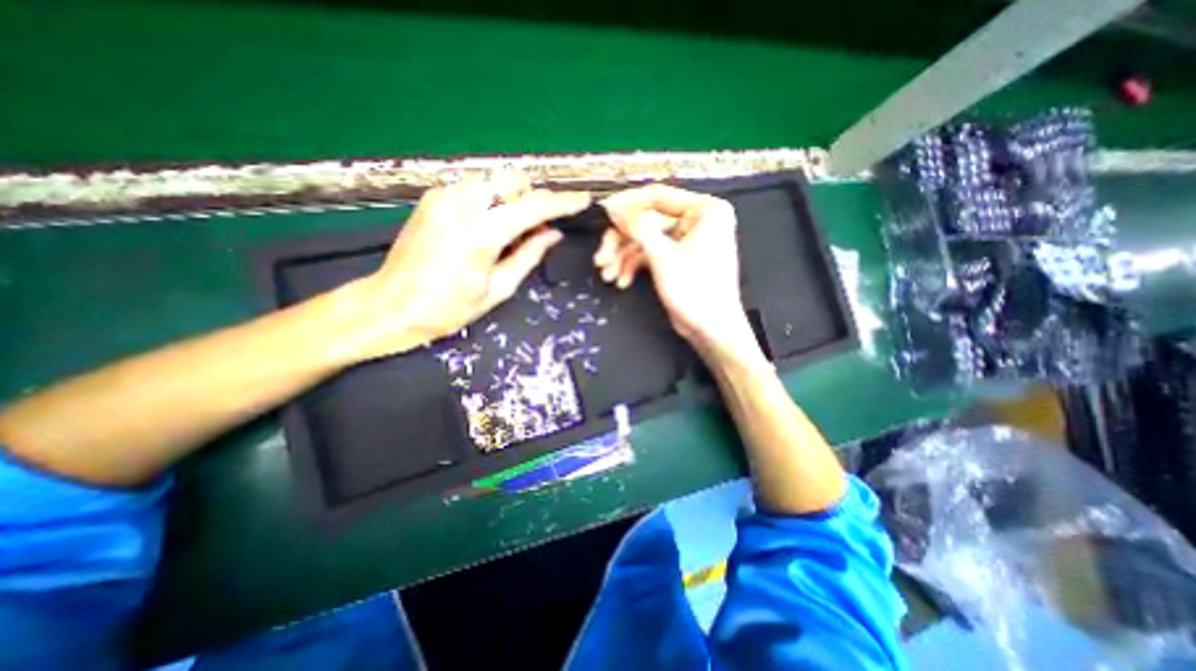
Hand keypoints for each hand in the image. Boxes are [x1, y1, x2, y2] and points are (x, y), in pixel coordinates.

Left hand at [350, 176, 591, 358]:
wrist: (391, 305)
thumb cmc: (447, 308)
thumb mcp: (497, 289)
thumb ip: (528, 256)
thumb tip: (552, 234)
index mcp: (480, 234)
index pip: (532, 207)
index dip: (562, 202)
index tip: (582, 200)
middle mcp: (461, 204)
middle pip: (513, 180)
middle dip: (532, 199)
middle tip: (535, 230)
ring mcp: (443, 196)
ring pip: (494, 181)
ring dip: (512, 200)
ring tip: (511, 233)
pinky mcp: (433, 197)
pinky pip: (476, 188)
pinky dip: (492, 202)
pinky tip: (489, 227)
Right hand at [597, 185, 754, 361]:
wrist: (711, 329)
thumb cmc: (694, 290)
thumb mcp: (662, 256)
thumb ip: (637, 227)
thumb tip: (612, 207)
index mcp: (704, 210)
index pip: (658, 196)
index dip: (628, 204)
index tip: (603, 212)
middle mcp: (696, 219)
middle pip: (648, 221)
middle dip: (622, 241)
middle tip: (601, 258)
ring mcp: (686, 240)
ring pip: (645, 239)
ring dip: (623, 257)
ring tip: (607, 275)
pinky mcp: (677, 258)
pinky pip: (651, 254)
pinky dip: (634, 266)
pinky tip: (621, 281)